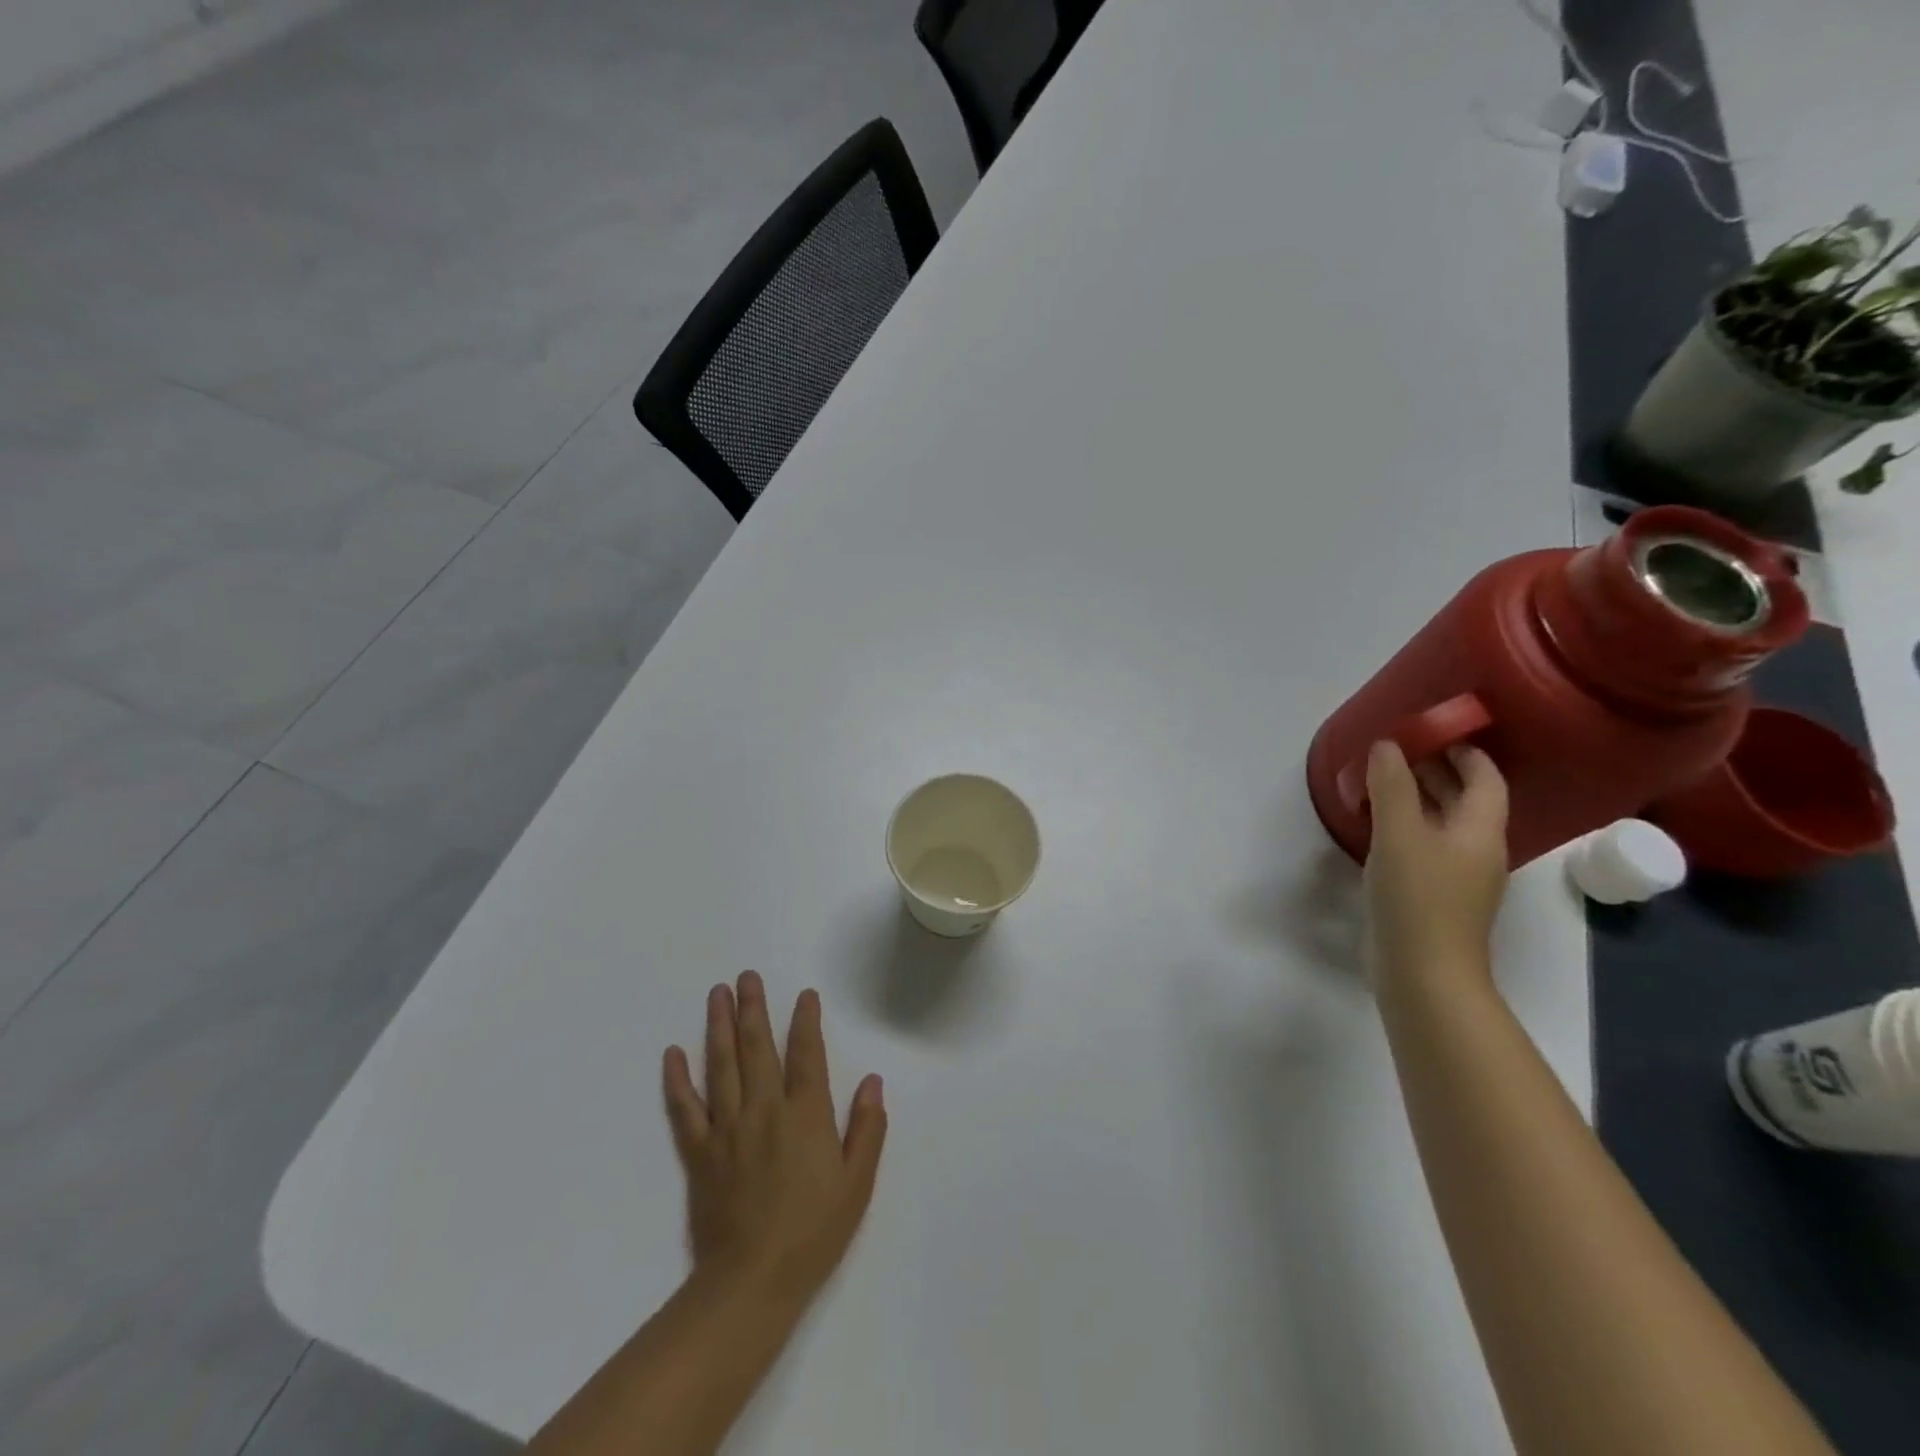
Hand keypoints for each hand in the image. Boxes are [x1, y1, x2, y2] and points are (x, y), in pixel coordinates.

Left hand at [662, 972, 886, 1308]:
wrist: (752, 1282)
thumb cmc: (813, 1232)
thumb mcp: (857, 1184)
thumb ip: (867, 1128)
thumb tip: (872, 1081)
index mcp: (805, 1114)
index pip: (806, 1054)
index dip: (806, 1021)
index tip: (804, 995)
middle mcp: (764, 1109)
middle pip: (757, 1048)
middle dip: (753, 1008)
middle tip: (746, 976)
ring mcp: (727, 1128)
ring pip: (721, 1065)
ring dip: (719, 1026)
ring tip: (717, 994)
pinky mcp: (700, 1152)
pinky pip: (685, 1108)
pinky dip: (677, 1080)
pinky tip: (672, 1053)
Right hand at [1363, 741, 1510, 984]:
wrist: (1425, 973)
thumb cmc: (1418, 898)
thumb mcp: (1399, 835)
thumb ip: (1392, 787)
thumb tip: (1386, 745)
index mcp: (1480, 830)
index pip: (1485, 779)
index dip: (1465, 752)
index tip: (1434, 731)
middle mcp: (1478, 850)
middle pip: (1466, 800)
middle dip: (1437, 771)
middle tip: (1398, 751)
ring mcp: (1460, 877)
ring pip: (1444, 824)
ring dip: (1419, 799)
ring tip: (1382, 783)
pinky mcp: (1438, 897)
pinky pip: (1427, 847)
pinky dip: (1408, 827)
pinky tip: (1379, 829)